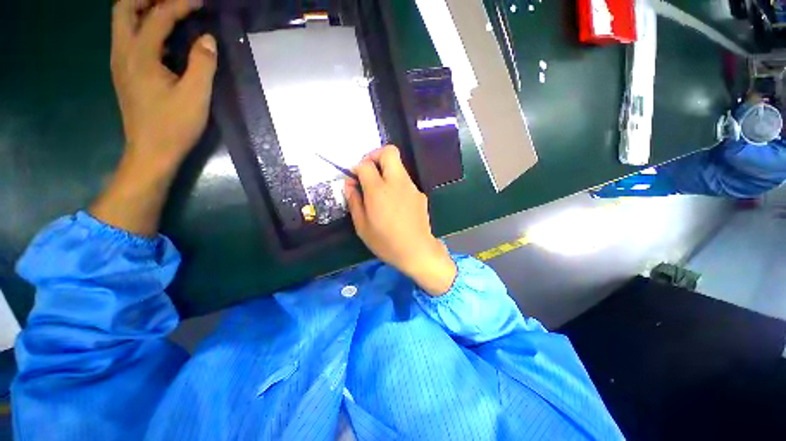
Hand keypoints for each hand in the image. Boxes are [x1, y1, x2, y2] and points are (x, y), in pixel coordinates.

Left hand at [91, 0, 216, 235]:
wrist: (151, 152)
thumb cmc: (174, 126)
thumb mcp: (195, 96)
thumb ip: (202, 64)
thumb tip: (207, 39)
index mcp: (139, 55)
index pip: (158, 15)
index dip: (180, 3)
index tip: (201, 1)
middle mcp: (122, 52)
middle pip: (124, 8)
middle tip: (173, 1)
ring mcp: (120, 62)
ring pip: (123, 21)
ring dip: (143, 8)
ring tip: (168, 10)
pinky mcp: (123, 72)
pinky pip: (127, 36)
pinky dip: (142, 25)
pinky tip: (161, 34)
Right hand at [345, 146, 456, 295]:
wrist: (417, 251)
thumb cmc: (385, 242)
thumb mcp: (362, 226)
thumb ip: (354, 201)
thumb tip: (349, 183)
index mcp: (379, 191)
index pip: (366, 164)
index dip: (357, 167)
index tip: (354, 177)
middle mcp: (397, 183)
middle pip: (389, 152)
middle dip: (375, 155)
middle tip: (368, 171)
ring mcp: (411, 187)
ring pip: (398, 166)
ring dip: (386, 170)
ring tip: (380, 191)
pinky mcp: (420, 194)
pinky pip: (405, 181)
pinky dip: (396, 184)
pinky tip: (394, 203)